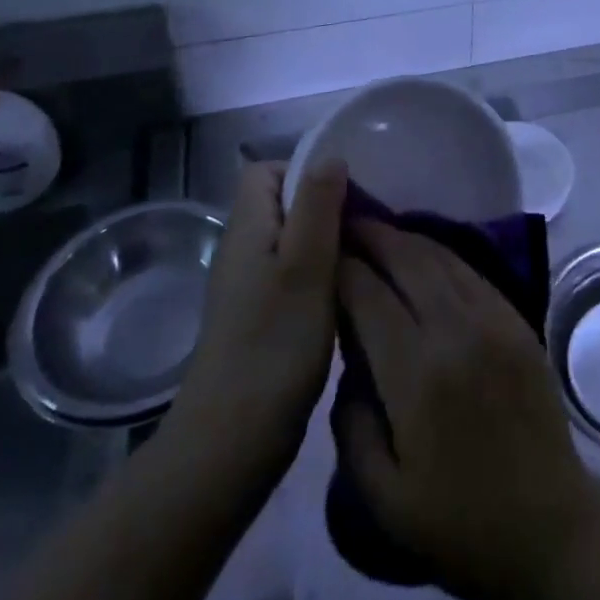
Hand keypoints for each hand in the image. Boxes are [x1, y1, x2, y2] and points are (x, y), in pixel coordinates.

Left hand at [177, 160, 346, 478]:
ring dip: (327, 242)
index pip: (265, 170)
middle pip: (283, 204)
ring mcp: (249, 287)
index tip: (345, 192)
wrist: (231, 443)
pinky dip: (320, 274)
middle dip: (325, 205)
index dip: (303, 169)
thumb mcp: (306, 265)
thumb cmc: (273, 344)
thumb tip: (330, 155)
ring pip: (292, 240)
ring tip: (365, 257)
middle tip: (367, 225)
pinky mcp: (260, 318)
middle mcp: (243, 250)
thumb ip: (317, 206)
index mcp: (247, 228)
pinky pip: (293, 273)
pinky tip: (347, 294)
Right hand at [335, 221, 599, 599]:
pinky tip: (423, 253)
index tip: (322, 255)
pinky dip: (441, 254)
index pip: (369, 296)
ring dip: (406, 238)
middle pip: (407, 260)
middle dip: (372, 236)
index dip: (342, 269)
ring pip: (442, 258)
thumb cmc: (458, 524)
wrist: (550, 529)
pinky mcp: (517, 321)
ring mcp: (494, 321)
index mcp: (418, 376)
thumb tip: (347, 366)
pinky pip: (472, 272)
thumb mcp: (381, 498)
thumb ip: (351, 425)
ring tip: (378, 230)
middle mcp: (457, 332)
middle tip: (346, 223)